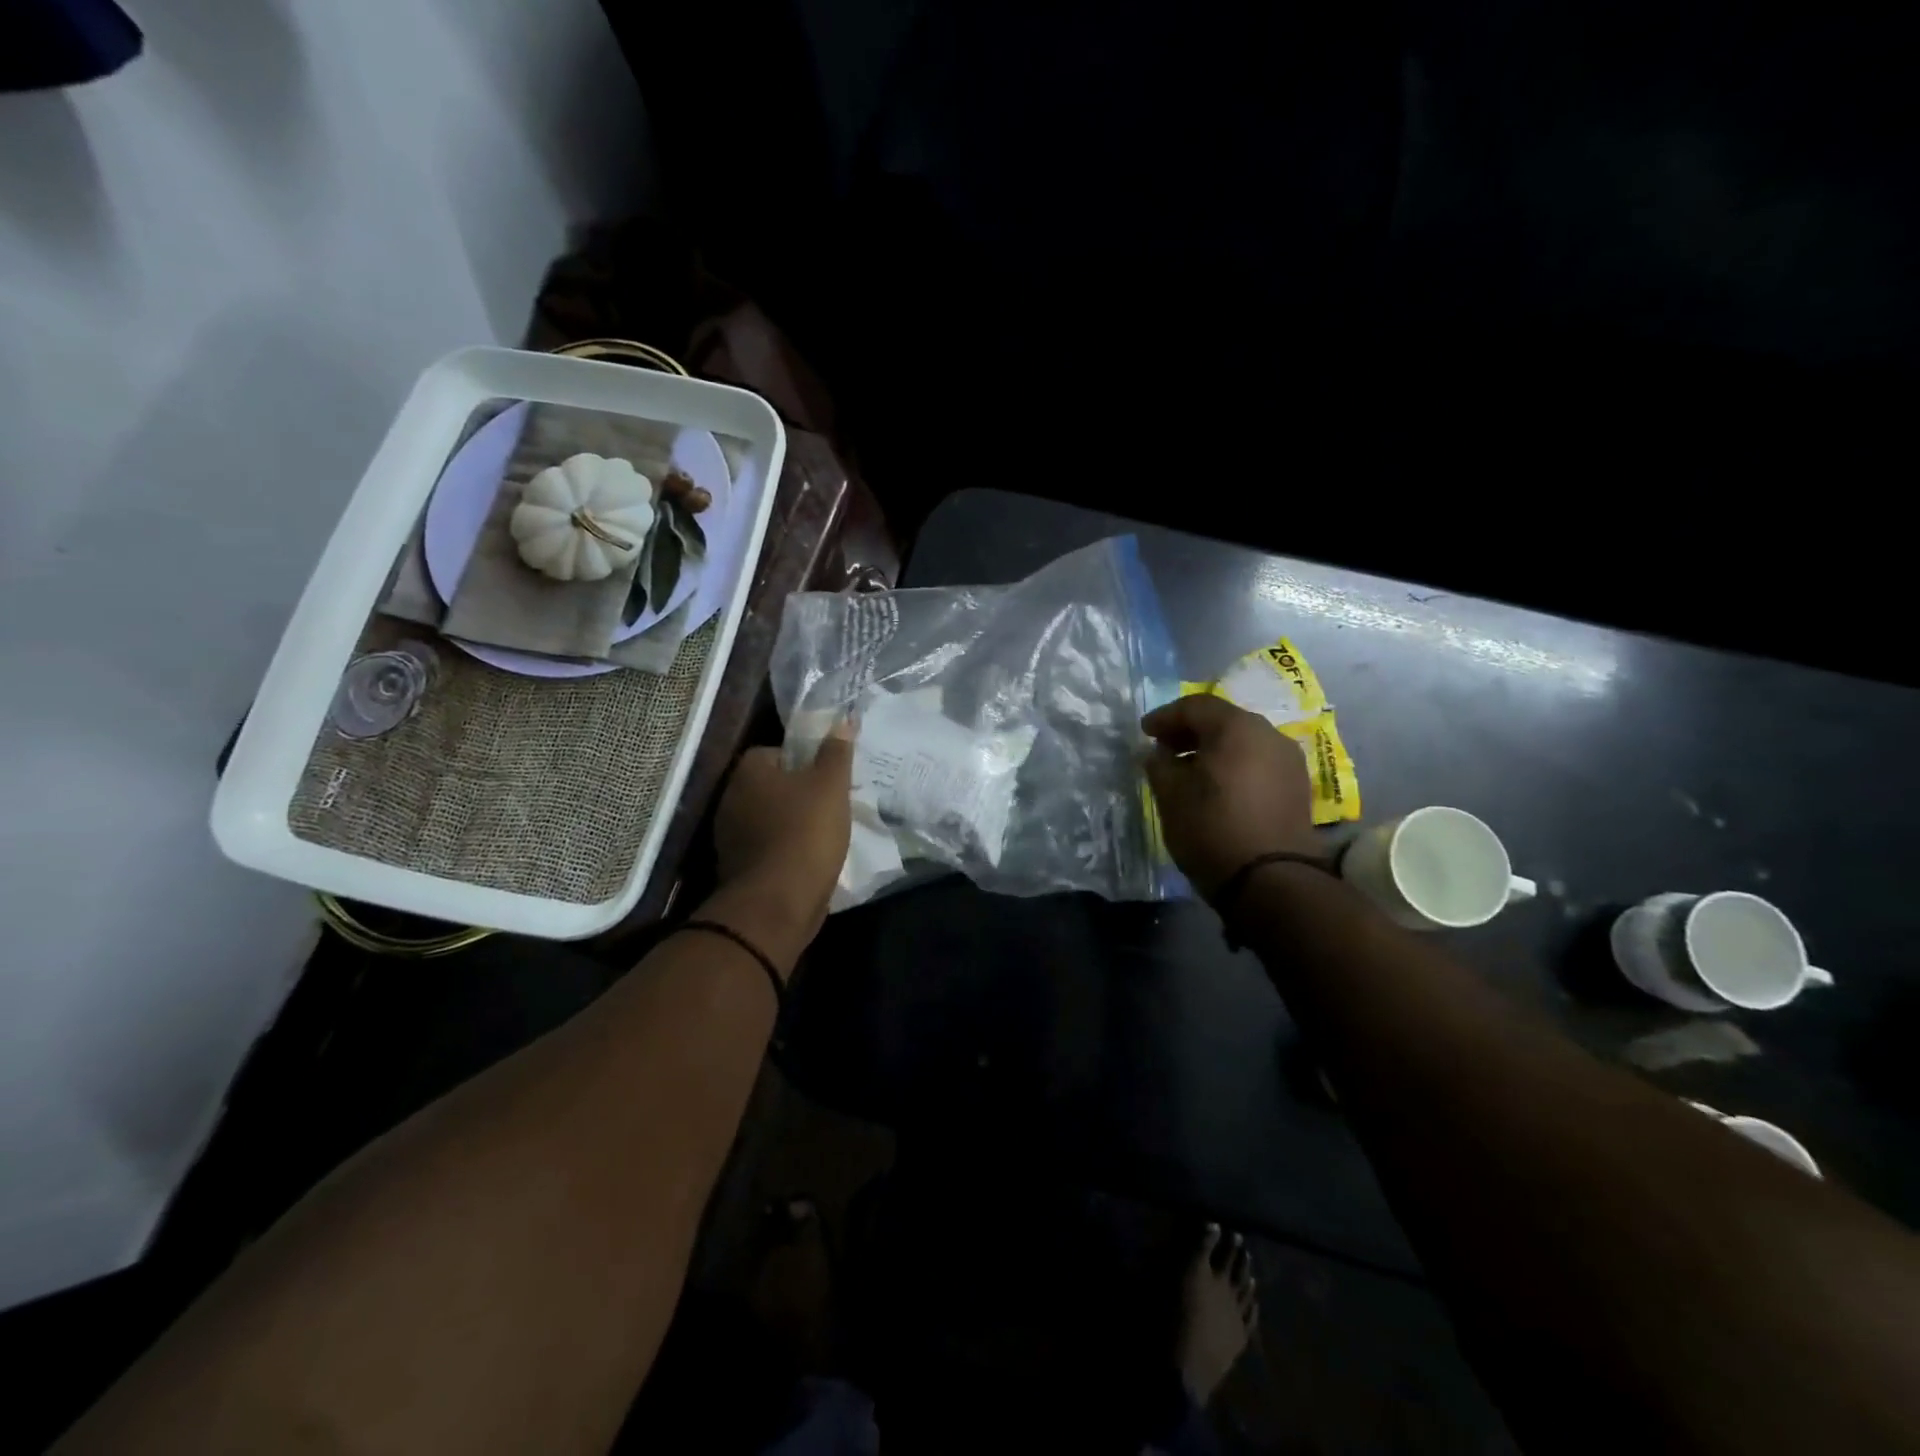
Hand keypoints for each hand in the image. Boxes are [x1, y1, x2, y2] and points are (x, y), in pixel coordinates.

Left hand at [707, 726, 854, 971]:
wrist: (778, 902)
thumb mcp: (831, 785)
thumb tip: (843, 719)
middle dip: (797, 792)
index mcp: (748, 772)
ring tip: (824, 831)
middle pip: (770, 785)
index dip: (802, 760)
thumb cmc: (805, 832)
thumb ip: (836, 752)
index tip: (826, 775)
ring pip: (768, 817)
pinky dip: (784, 849)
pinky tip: (809, 857)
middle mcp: (730, 798)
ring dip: (790, 822)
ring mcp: (729, 835)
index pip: (773, 751)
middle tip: (830, 802)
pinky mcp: (736, 866)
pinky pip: (766, 846)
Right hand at [1142, 695, 1318, 900]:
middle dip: (1190, 731)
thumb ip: (1160, 765)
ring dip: (1213, 750)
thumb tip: (1158, 753)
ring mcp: (1289, 761)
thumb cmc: (1212, 829)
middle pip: (1223, 721)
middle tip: (1164, 748)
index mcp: (1237, 728)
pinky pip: (1258, 763)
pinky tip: (1217, 788)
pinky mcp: (1297, 788)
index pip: (1195, 706)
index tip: (1144, 733)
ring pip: (1243, 742)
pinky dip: (1234, 766)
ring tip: (1188, 771)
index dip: (1165, 717)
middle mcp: (1269, 734)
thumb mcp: (1171, 795)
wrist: (1272, 881)